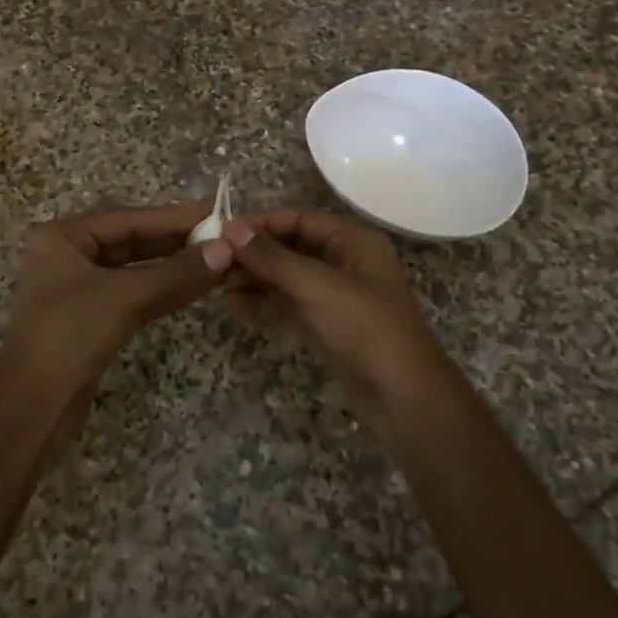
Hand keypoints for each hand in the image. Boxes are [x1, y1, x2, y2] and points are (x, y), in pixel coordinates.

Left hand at [3, 202, 232, 390]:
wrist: (32, 409)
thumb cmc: (70, 336)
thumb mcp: (125, 298)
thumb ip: (176, 274)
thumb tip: (225, 250)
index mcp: (62, 236)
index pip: (128, 218)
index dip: (174, 217)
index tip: (215, 213)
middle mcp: (65, 254)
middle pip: (130, 240)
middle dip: (175, 241)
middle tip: (222, 236)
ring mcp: (75, 287)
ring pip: (132, 268)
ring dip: (172, 266)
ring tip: (215, 259)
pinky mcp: (87, 318)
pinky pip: (130, 292)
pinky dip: (160, 289)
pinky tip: (191, 287)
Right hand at [221, 208, 449, 429]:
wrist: (404, 399)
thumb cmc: (366, 328)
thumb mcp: (317, 286)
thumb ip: (272, 257)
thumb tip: (231, 231)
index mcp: (353, 241)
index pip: (298, 219)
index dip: (260, 223)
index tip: (222, 232)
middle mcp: (344, 263)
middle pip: (290, 248)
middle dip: (253, 254)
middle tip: (214, 261)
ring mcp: (334, 297)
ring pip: (286, 279)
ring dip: (253, 279)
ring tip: (216, 284)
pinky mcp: (325, 327)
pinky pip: (288, 306)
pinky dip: (262, 304)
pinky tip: (232, 306)